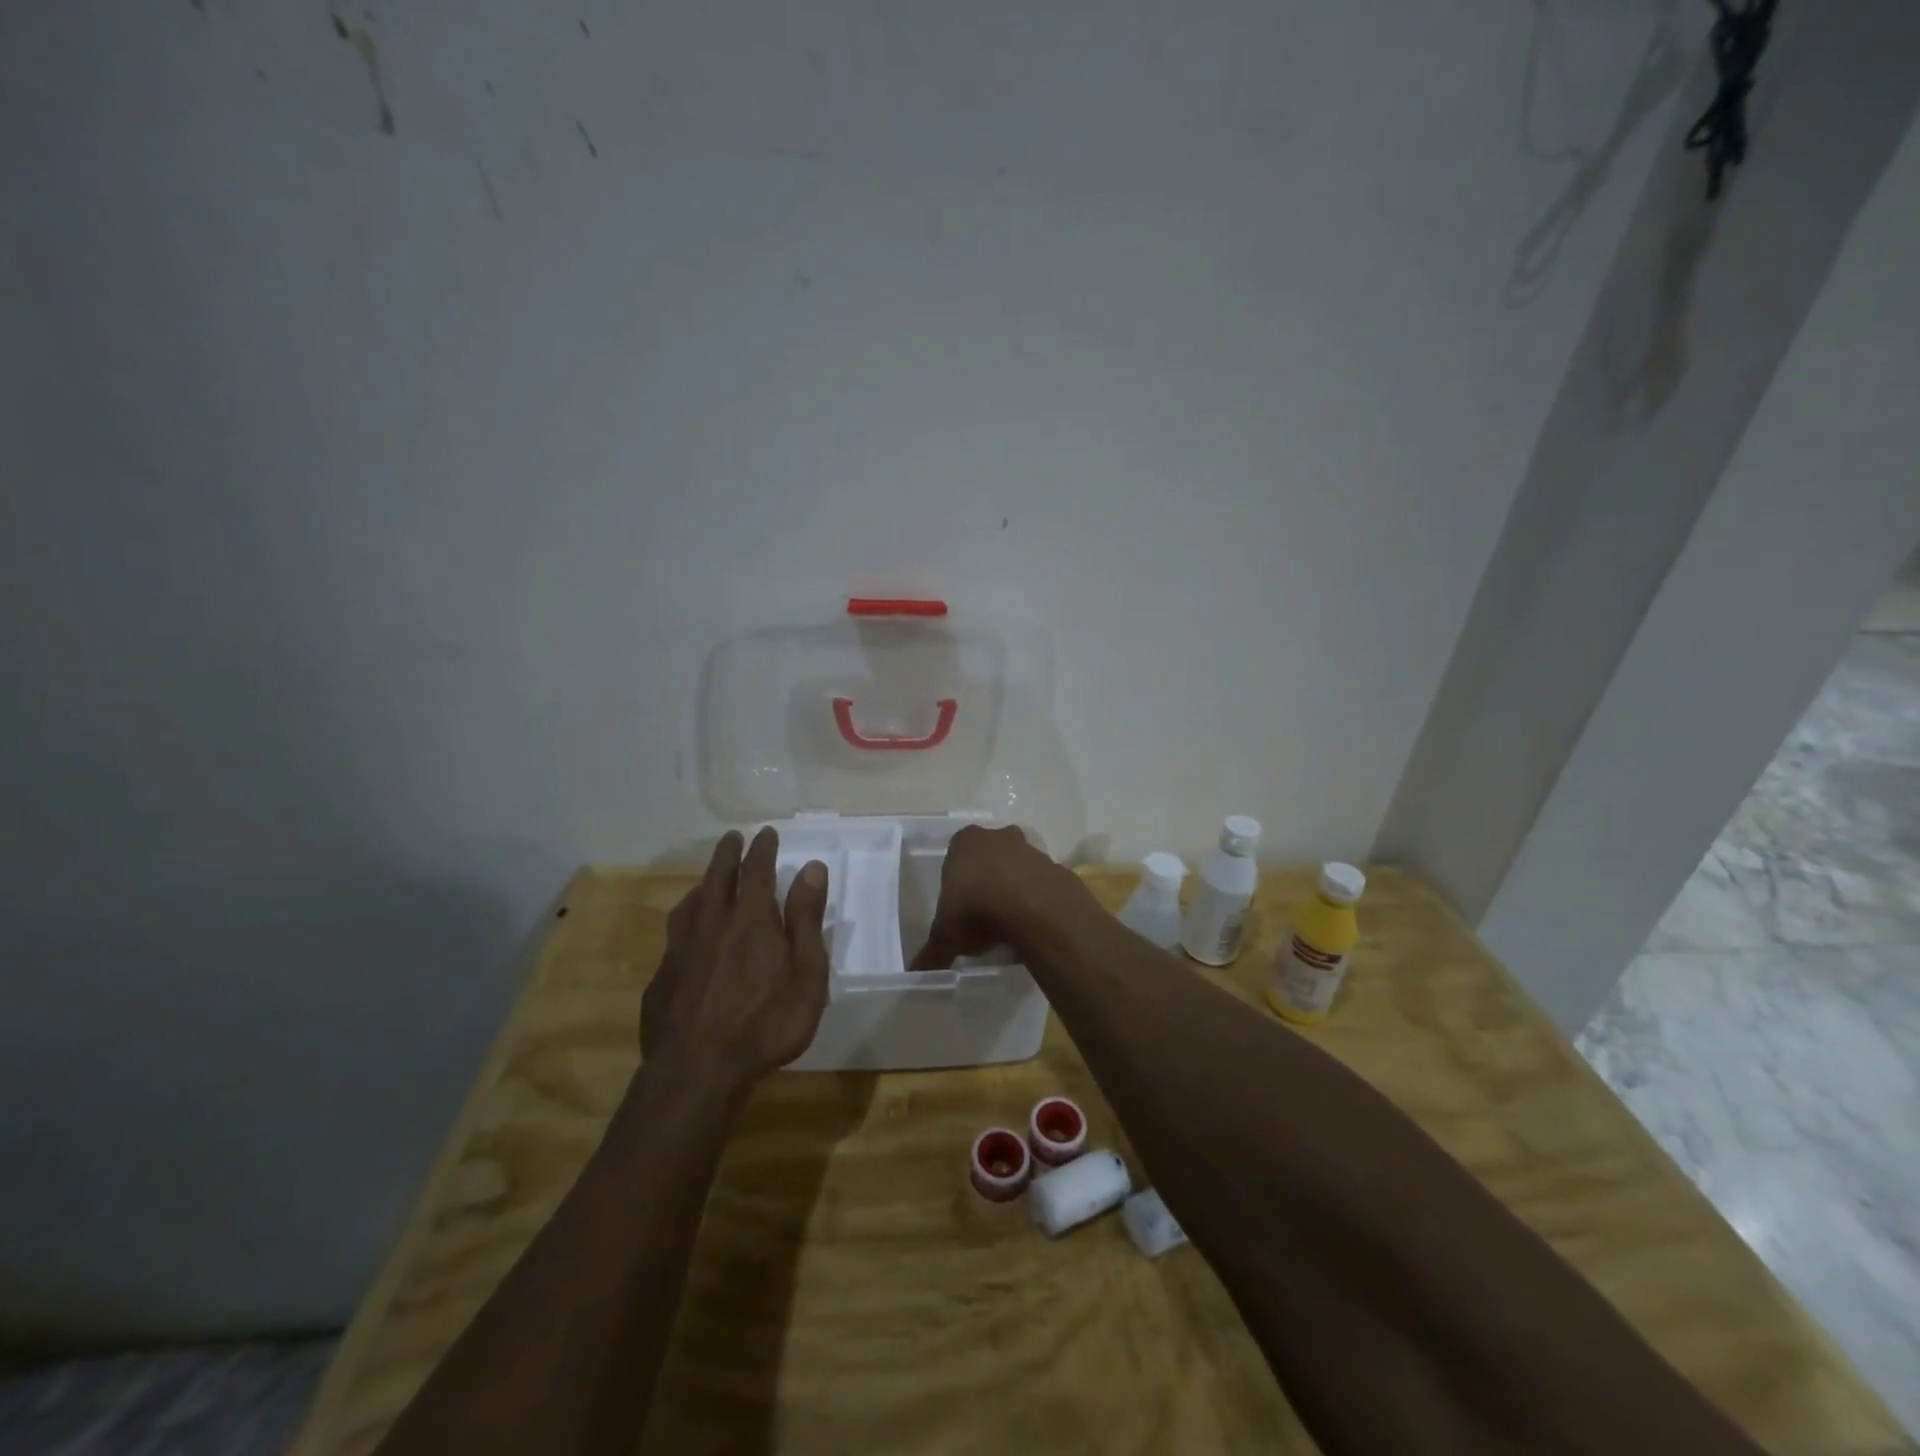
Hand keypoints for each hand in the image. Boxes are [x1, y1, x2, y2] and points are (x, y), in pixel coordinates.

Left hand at [642, 828, 830, 1093]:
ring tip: (708, 881)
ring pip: (690, 904)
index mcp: (751, 920)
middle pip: (718, 878)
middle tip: (732, 838)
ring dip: (702, 885)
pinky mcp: (662, 977)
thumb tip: (811, 867)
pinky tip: (686, 936)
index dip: (762, 849)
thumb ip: (806, 918)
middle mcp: (712, 924)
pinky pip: (674, 936)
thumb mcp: (805, 973)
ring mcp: (681, 950)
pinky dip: (685, 921)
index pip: (756, 871)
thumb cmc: (765, 1022)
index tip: (766, 833)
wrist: (696, 1070)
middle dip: (728, 855)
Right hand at [912, 823, 1069, 969]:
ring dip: (1014, 888)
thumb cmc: (977, 910)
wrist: (1035, 910)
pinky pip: (1042, 885)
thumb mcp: (946, 936)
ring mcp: (1031, 850)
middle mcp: (998, 838)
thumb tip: (917, 971)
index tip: (958, 904)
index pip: (956, 853)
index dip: (957, 878)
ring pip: (1018, 867)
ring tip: (1008, 924)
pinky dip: (1038, 900)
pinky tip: (1032, 925)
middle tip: (982, 912)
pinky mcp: (1057, 869)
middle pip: (990, 855)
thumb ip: (932, 952)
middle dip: (987, 878)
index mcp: (965, 842)